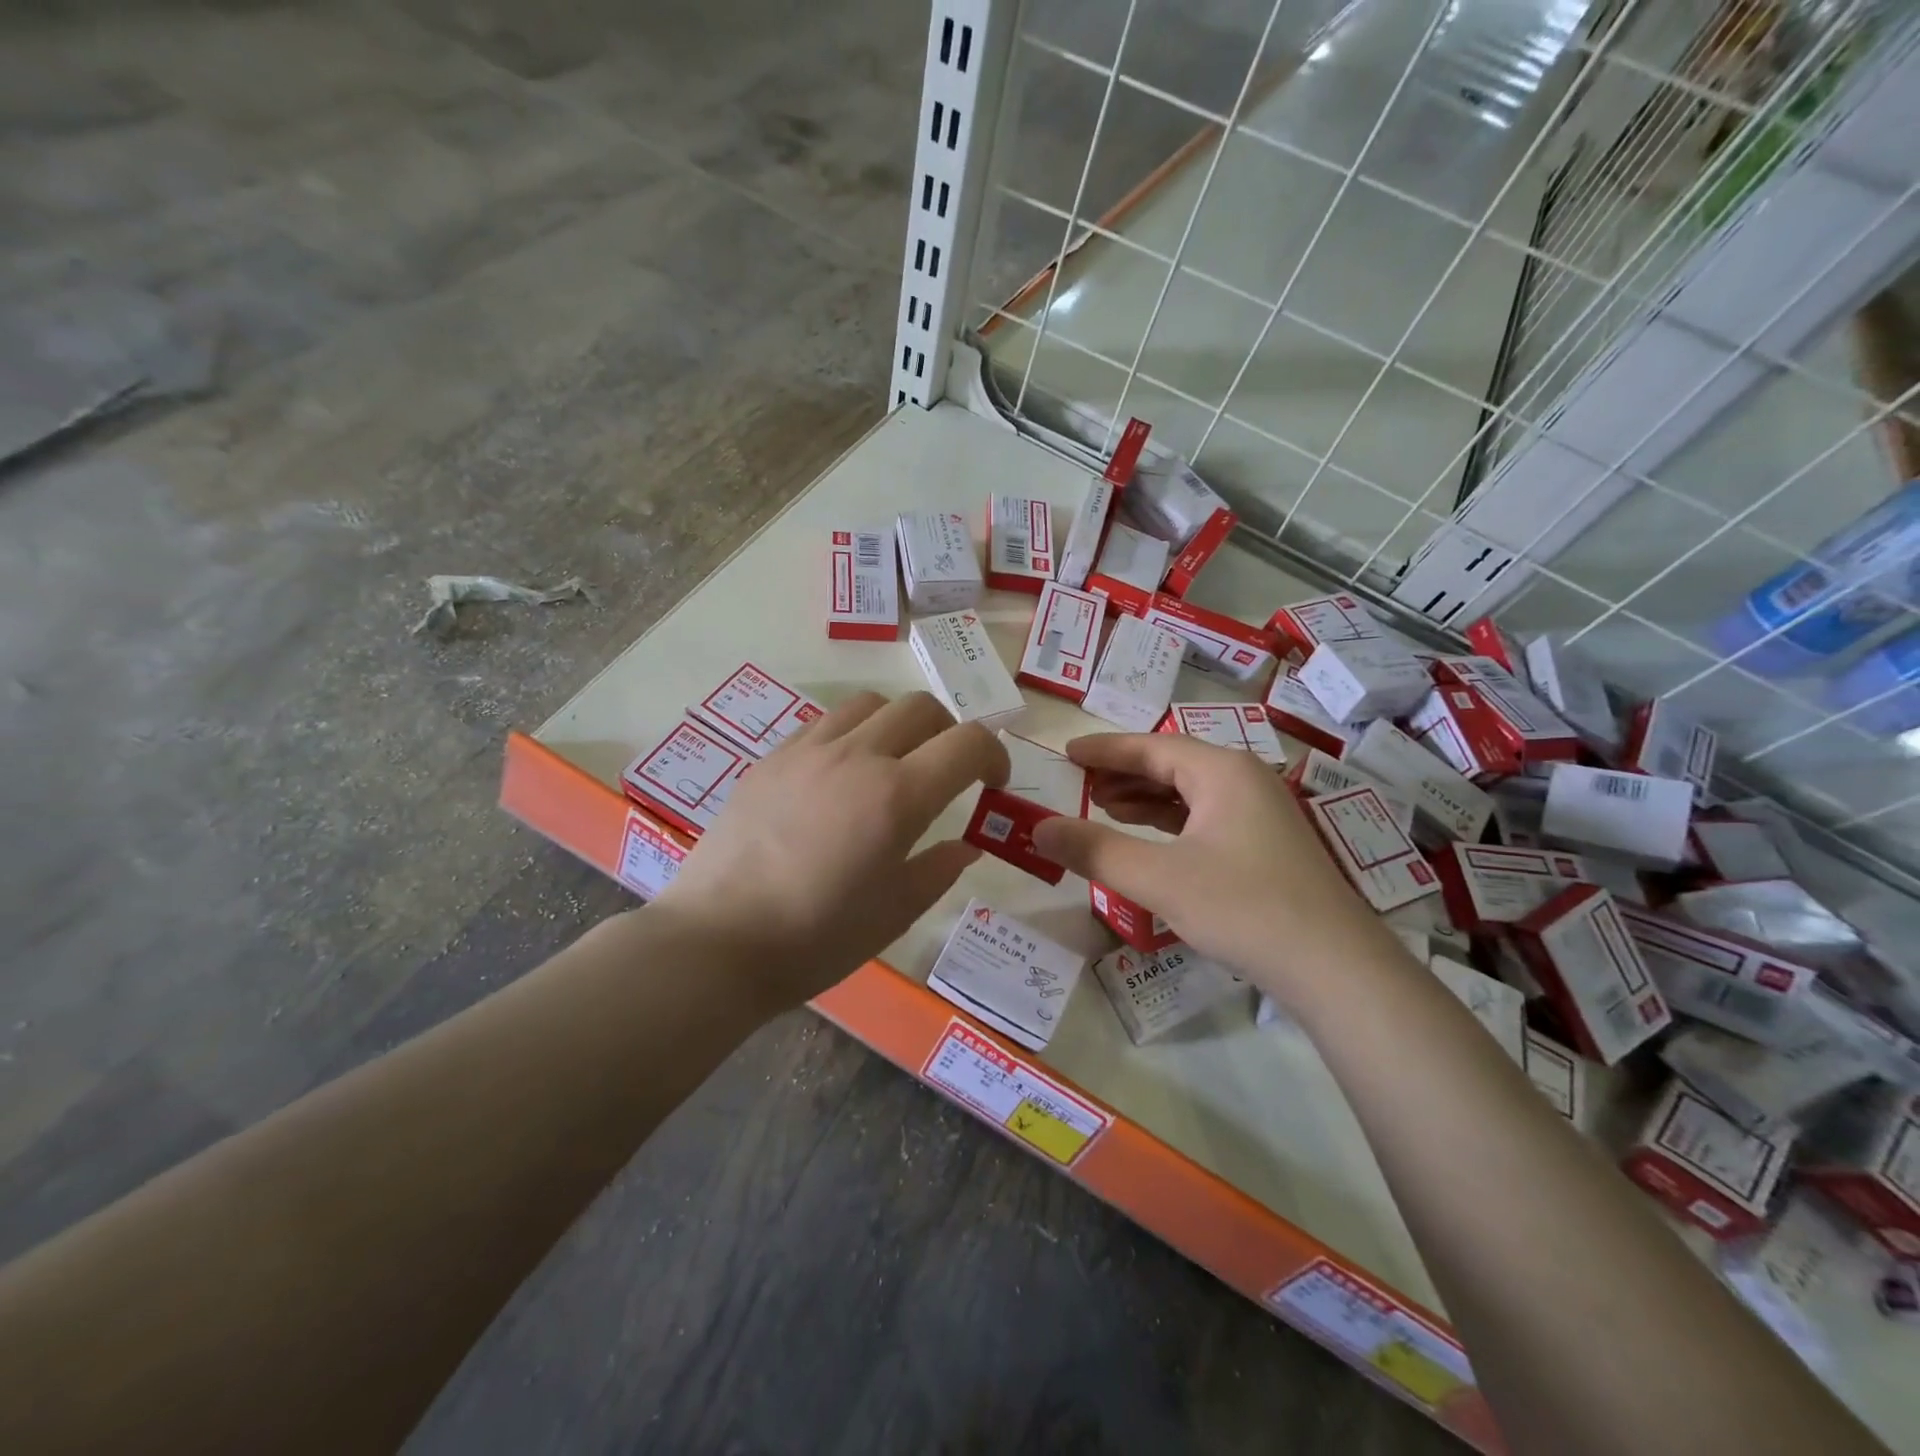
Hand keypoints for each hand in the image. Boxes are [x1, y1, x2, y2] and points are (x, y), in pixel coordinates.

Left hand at [654, 691, 1008, 1008]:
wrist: (718, 942)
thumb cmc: (817, 938)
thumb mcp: (894, 913)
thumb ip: (938, 869)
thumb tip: (964, 845)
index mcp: (898, 796)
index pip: (967, 742)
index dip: (993, 754)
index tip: (991, 783)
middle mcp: (857, 756)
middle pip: (921, 707)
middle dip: (949, 732)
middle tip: (946, 771)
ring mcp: (808, 751)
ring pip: (870, 704)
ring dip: (898, 725)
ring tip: (891, 765)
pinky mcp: (770, 759)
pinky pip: (824, 724)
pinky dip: (850, 736)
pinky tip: (838, 777)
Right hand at [1030, 734, 1395, 1004]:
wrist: (1334, 967)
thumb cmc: (1243, 907)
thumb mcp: (1158, 878)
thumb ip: (1094, 850)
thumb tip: (1038, 829)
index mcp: (1222, 771)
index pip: (1151, 746)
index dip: (1105, 749)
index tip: (1067, 752)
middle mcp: (1244, 781)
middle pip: (1172, 764)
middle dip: (1123, 773)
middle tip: (1080, 783)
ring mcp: (1261, 813)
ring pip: (1190, 792)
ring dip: (1145, 797)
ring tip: (1104, 808)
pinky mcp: (1266, 846)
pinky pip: (1205, 817)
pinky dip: (1171, 822)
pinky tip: (1150, 841)